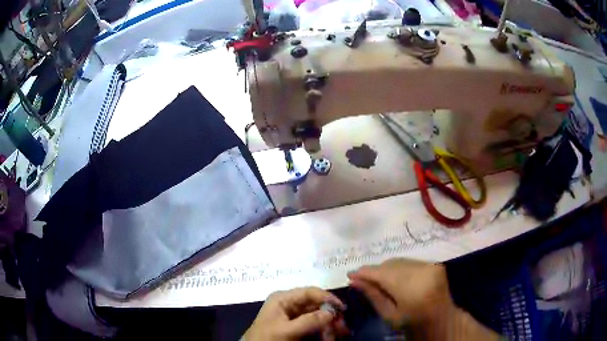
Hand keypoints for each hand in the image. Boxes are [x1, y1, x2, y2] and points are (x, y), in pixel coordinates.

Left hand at [243, 287, 348, 340]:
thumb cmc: (267, 337)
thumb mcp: (286, 330)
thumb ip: (309, 321)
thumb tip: (332, 312)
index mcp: (283, 299)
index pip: (309, 292)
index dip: (327, 297)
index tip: (343, 308)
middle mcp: (289, 304)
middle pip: (315, 305)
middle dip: (330, 315)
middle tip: (342, 327)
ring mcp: (293, 316)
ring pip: (317, 316)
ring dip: (328, 324)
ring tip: (338, 334)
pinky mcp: (296, 327)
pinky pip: (313, 326)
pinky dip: (323, 331)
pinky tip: (329, 337)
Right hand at [348, 258, 498, 339]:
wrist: (442, 320)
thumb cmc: (413, 324)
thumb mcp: (389, 315)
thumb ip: (373, 295)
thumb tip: (354, 281)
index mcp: (411, 289)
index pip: (382, 274)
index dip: (364, 272)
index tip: (350, 274)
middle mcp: (423, 272)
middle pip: (390, 265)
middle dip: (374, 271)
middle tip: (361, 279)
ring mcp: (431, 265)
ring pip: (399, 261)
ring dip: (385, 269)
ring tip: (376, 280)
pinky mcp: (435, 263)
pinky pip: (409, 262)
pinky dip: (398, 268)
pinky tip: (393, 278)